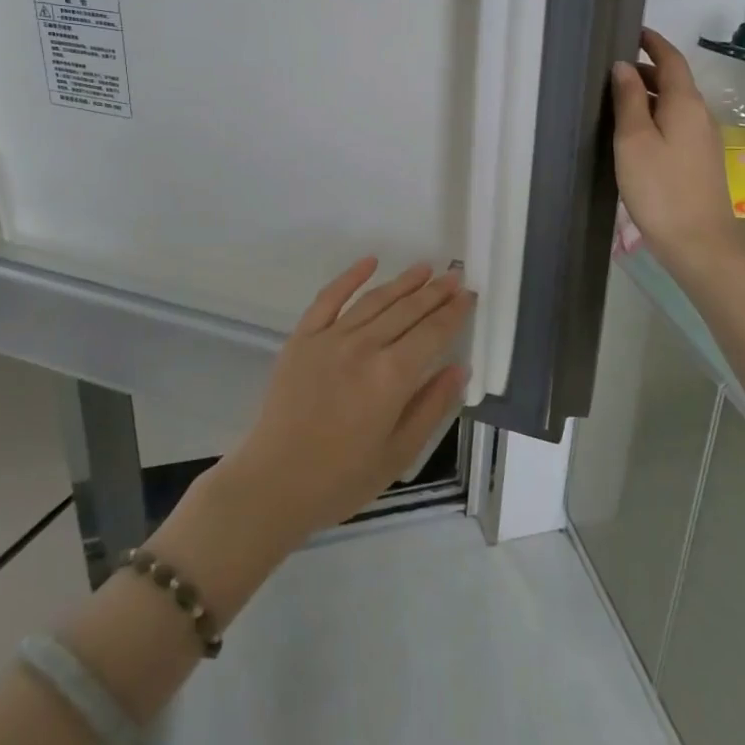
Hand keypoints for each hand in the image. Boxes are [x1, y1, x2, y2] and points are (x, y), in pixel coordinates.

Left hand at [218, 260, 470, 545]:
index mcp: (391, 377)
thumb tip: (459, 368)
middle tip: (454, 276)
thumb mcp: (399, 454)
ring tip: (424, 268)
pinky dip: (350, 277)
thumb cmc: (342, 478)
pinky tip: (370, 262)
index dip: (454, 313)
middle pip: (407, 310)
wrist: (274, 482)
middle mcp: (364, 347)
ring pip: (374, 300)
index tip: (469, 295)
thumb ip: (431, 406)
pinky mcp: (302, 337)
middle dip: (434, 292)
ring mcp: (330, 338)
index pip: (432, 333)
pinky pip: (329, 298)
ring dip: (402, 281)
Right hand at [610, 28, 744, 273]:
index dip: (653, 42)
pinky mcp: (700, 162)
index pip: (671, 60)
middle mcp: (700, 115)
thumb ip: (629, 100)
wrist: (700, 243)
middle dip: (647, 69)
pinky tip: (635, 134)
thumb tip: (624, 66)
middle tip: (613, 70)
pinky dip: (656, 117)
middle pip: (674, 81)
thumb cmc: (660, 188)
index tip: (633, 31)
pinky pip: (676, 125)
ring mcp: (703, 140)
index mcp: (685, 104)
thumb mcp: (634, 140)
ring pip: (675, 105)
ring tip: (617, 100)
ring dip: (649, 95)